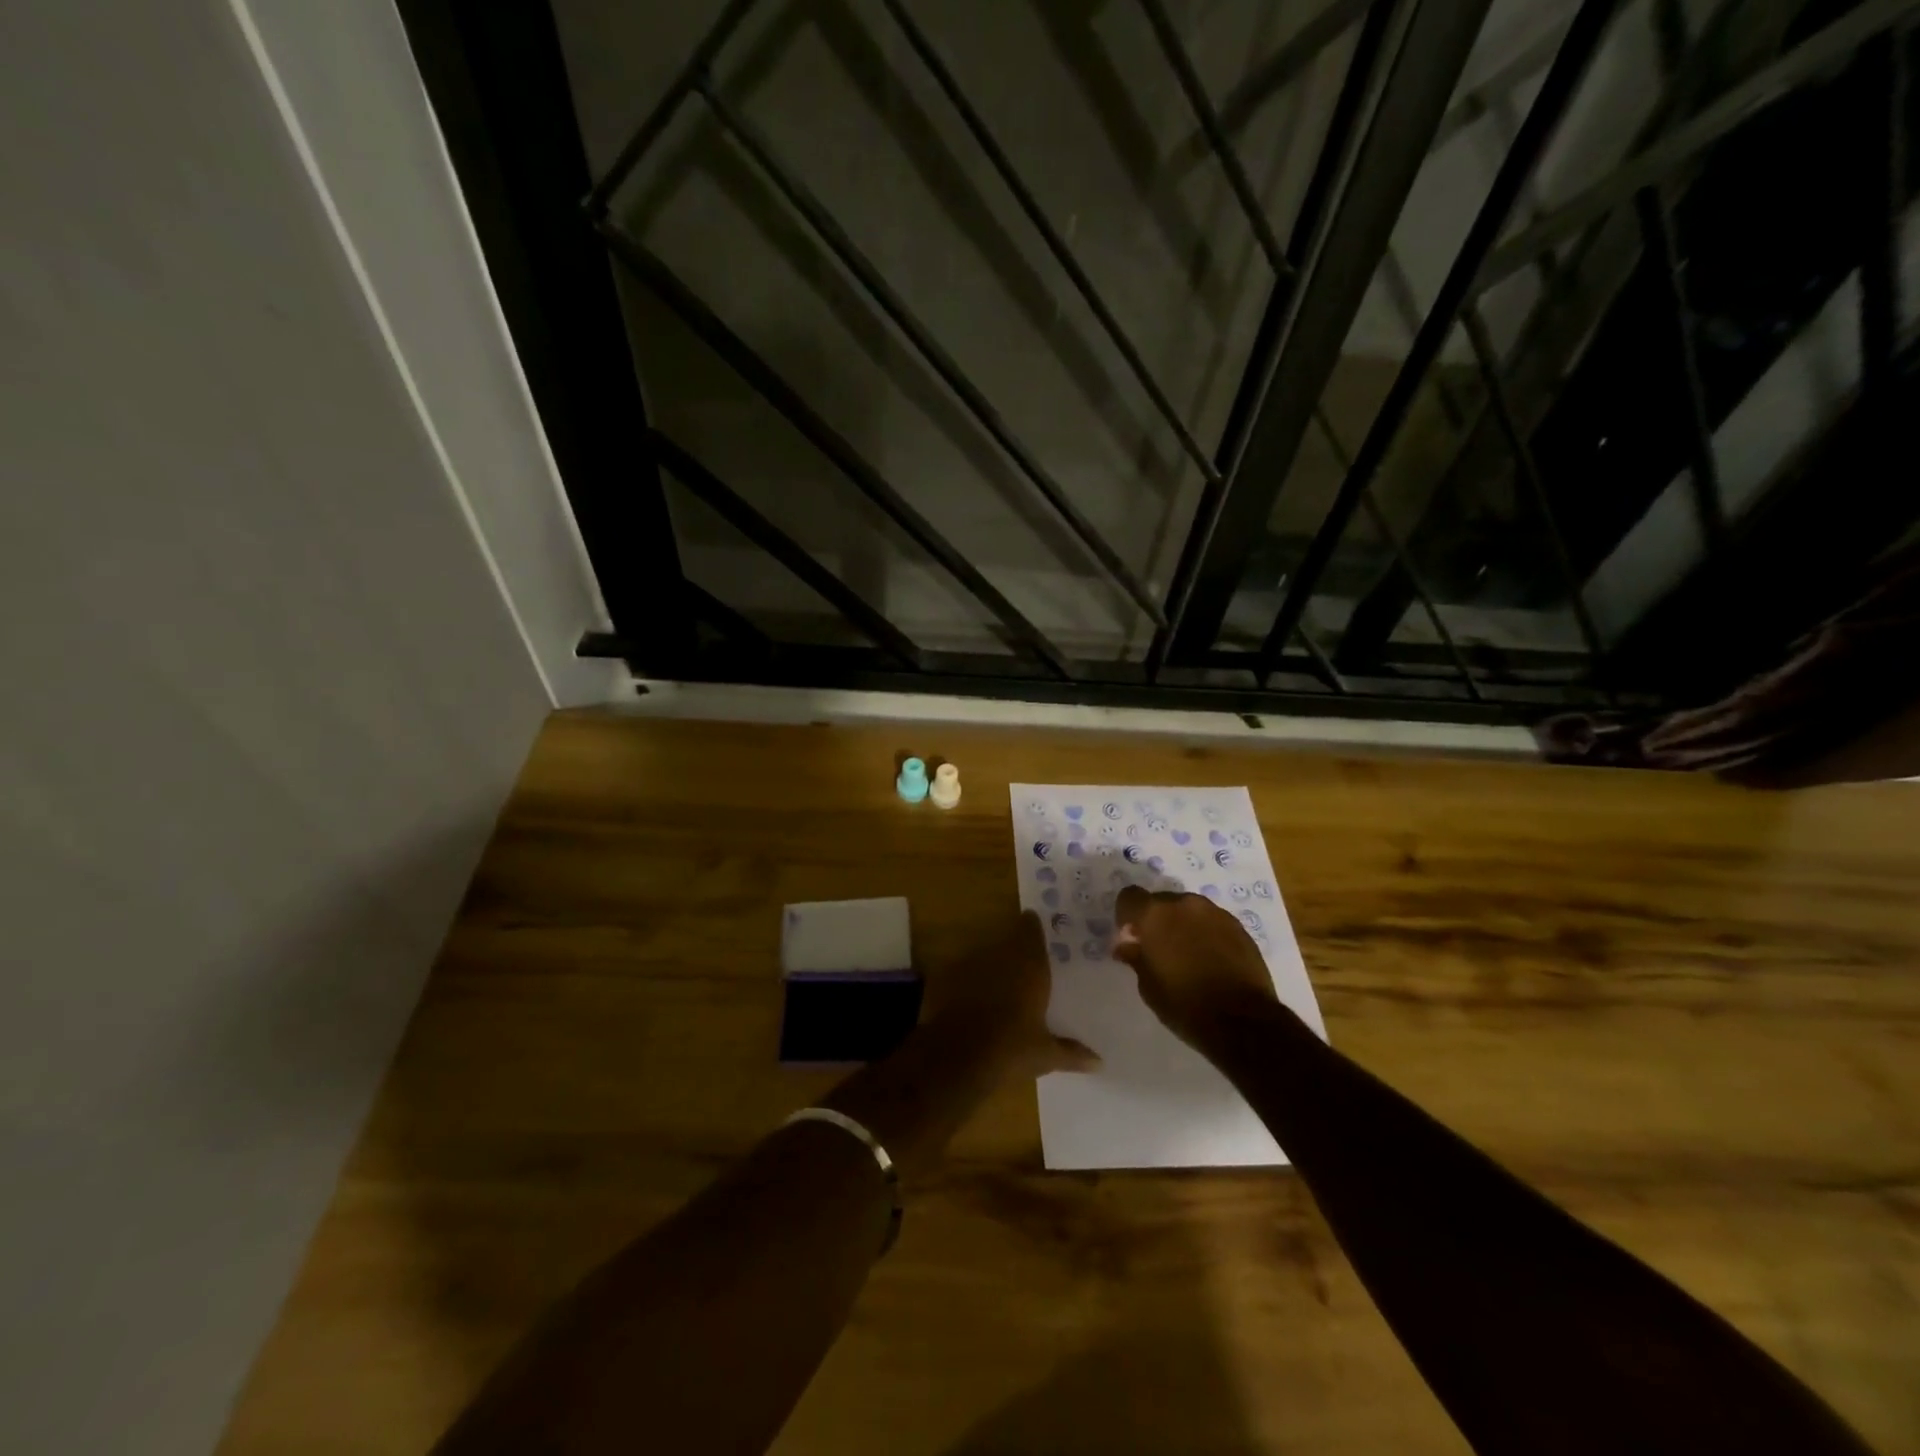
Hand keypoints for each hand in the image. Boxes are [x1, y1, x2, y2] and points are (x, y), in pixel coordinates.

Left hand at [924, 912, 1099, 1077]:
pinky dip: (965, 980)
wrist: (957, 1058)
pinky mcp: (945, 977)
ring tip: (996, 980)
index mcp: (1030, 967)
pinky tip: (968, 997)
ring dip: (990, 962)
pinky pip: (960, 971)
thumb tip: (1099, 1062)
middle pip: (1007, 939)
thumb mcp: (1046, 1055)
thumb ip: (1072, 1053)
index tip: (1034, 924)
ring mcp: (970, 965)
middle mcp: (1000, 957)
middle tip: (1020, 959)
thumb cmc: (1011, 1050)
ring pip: (983, 953)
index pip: (1031, 930)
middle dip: (1013, 946)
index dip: (1032, 927)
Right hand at [1112, 887, 1280, 1047]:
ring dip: (1182, 925)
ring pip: (1188, 910)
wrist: (1242, 1021)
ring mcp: (1215, 913)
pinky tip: (1209, 959)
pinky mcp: (1238, 926)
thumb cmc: (1185, 1005)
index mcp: (1155, 915)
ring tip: (1187, 954)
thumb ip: (1136, 957)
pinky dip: (1205, 933)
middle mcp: (1184, 904)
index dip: (1126, 915)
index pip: (1129, 897)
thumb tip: (1127, 945)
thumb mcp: (1148, 986)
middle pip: (1161, 901)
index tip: (1130, 937)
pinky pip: (1211, 922)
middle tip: (1159, 949)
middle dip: (1156, 920)